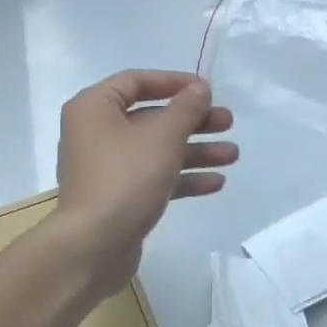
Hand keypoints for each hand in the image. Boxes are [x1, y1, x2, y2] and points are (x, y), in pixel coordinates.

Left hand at [54, 70, 237, 294]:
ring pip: (156, 150)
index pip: (136, 81)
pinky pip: (153, 177)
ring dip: (194, 151)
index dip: (173, 82)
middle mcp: (95, 133)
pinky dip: (181, 177)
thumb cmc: (125, 178)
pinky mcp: (117, 197)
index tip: (206, 89)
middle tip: (227, 123)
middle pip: (150, 117)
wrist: (94, 246)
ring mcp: (106, 167)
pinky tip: (216, 183)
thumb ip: (186, 108)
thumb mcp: (163, 137)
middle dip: (192, 121)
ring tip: (232, 155)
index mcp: (94, 108)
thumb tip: (200, 87)